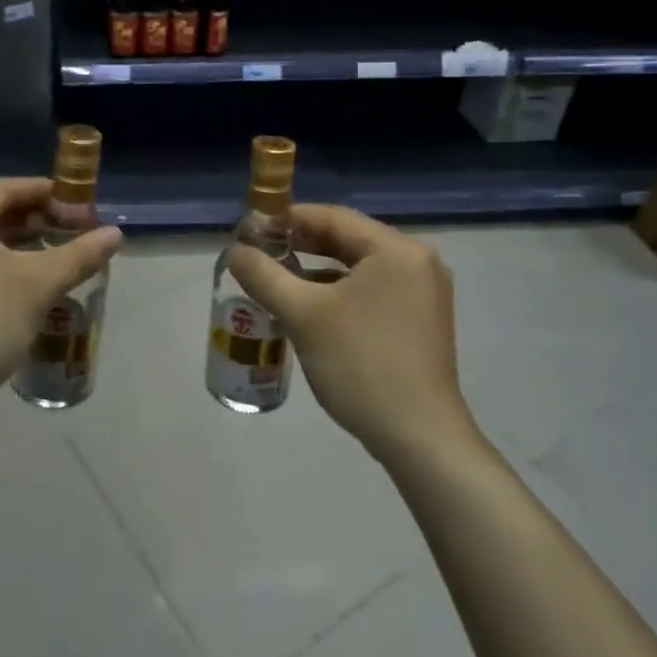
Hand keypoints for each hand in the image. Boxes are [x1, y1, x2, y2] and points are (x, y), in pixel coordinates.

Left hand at [0, 178, 121, 418]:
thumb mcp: (37, 286)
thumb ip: (79, 254)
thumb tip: (115, 234)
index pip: (2, 189)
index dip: (45, 193)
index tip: (79, 202)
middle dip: (30, 220)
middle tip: (70, 229)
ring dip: (10, 242)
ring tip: (51, 251)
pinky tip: (16, 277)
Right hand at [226, 204, 476, 463]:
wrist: (419, 439)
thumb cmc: (361, 364)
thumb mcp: (303, 315)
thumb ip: (264, 275)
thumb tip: (234, 251)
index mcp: (396, 250)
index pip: (332, 216)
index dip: (286, 218)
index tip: (250, 229)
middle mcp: (416, 263)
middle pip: (347, 239)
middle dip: (300, 244)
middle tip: (258, 252)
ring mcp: (422, 294)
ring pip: (357, 268)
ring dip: (316, 270)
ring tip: (275, 279)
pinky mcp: (419, 322)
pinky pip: (370, 291)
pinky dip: (337, 293)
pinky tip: (307, 310)